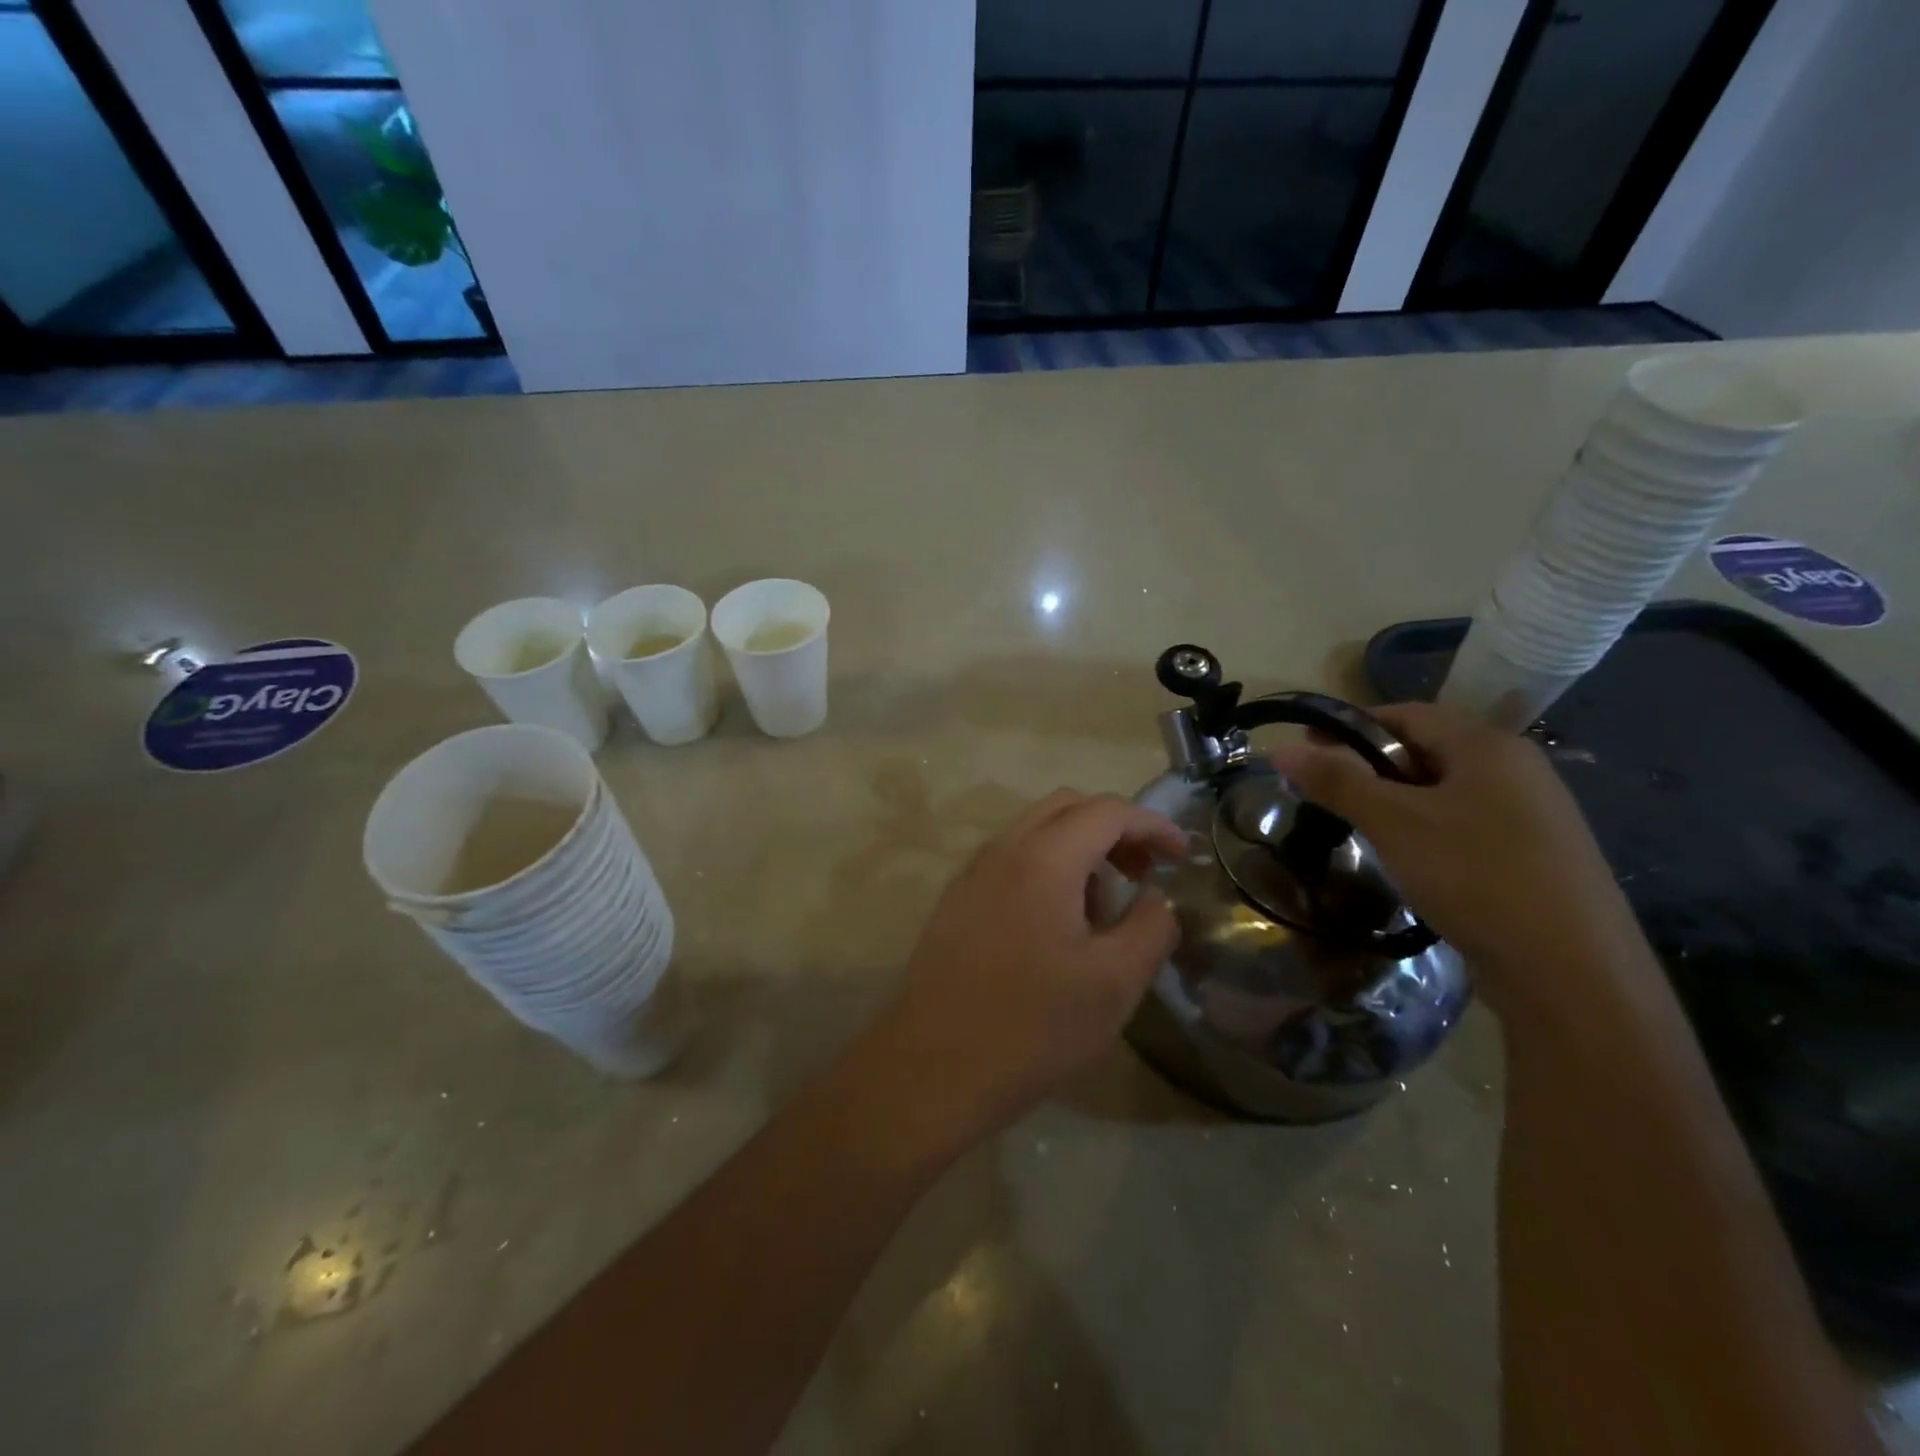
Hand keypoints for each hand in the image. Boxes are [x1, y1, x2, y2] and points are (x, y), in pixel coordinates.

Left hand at [868, 791, 1184, 1146]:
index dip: (1152, 825)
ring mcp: (972, 874)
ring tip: (1103, 910)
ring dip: (1079, 850)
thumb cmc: (1032, 1027)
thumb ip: (1150, 927)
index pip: (1106, 811)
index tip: (1183, 856)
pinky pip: (1010, 861)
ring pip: (1035, 832)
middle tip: (1144, 872)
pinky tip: (1058, 927)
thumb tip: (1155, 898)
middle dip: (1114, 829)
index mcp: (1042, 858)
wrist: (933, 1068)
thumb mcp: (1114, 983)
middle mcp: (1002, 850)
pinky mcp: (956, 901)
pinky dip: (1047, 869)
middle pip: (1066, 807)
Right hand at [1269, 703, 1659, 1031]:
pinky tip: (1413, 862)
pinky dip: (1430, 830)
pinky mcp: (1540, 857)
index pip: (1406, 714)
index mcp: (1487, 746)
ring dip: (1400, 801)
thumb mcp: (1394, 823)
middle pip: (1429, 750)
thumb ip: (1337, 781)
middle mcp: (1518, 769)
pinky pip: (1470, 824)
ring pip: (1448, 791)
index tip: (1307, 748)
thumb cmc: (1475, 876)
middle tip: (1329, 793)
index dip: (1351, 726)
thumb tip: (1281, 748)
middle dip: (1372, 766)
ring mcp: (1536, 815)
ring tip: (1364, 829)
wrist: (1573, 974)